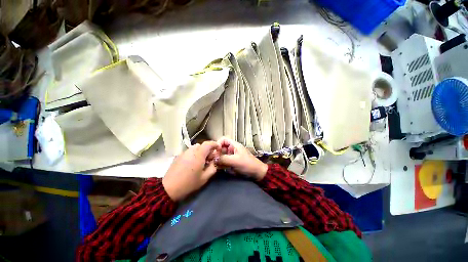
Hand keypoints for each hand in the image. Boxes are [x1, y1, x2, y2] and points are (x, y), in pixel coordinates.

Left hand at [162, 141, 220, 201]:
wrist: (169, 188)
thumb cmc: (189, 183)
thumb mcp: (204, 178)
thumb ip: (212, 168)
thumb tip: (214, 162)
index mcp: (199, 154)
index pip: (208, 143)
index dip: (215, 144)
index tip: (218, 149)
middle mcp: (191, 151)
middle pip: (202, 145)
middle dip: (207, 150)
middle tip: (209, 159)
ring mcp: (184, 153)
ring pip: (195, 148)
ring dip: (200, 152)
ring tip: (200, 162)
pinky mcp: (178, 156)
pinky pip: (189, 152)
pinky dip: (194, 154)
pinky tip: (192, 164)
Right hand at [216, 137, 267, 180]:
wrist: (257, 173)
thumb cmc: (247, 164)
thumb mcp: (235, 161)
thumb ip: (223, 159)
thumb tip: (213, 159)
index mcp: (234, 145)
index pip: (223, 140)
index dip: (218, 144)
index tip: (215, 151)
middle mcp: (233, 149)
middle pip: (222, 148)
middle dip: (217, 153)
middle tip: (213, 160)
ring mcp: (233, 156)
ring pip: (223, 155)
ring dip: (219, 159)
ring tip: (216, 165)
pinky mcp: (233, 162)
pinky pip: (225, 161)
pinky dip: (222, 163)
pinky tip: (220, 168)